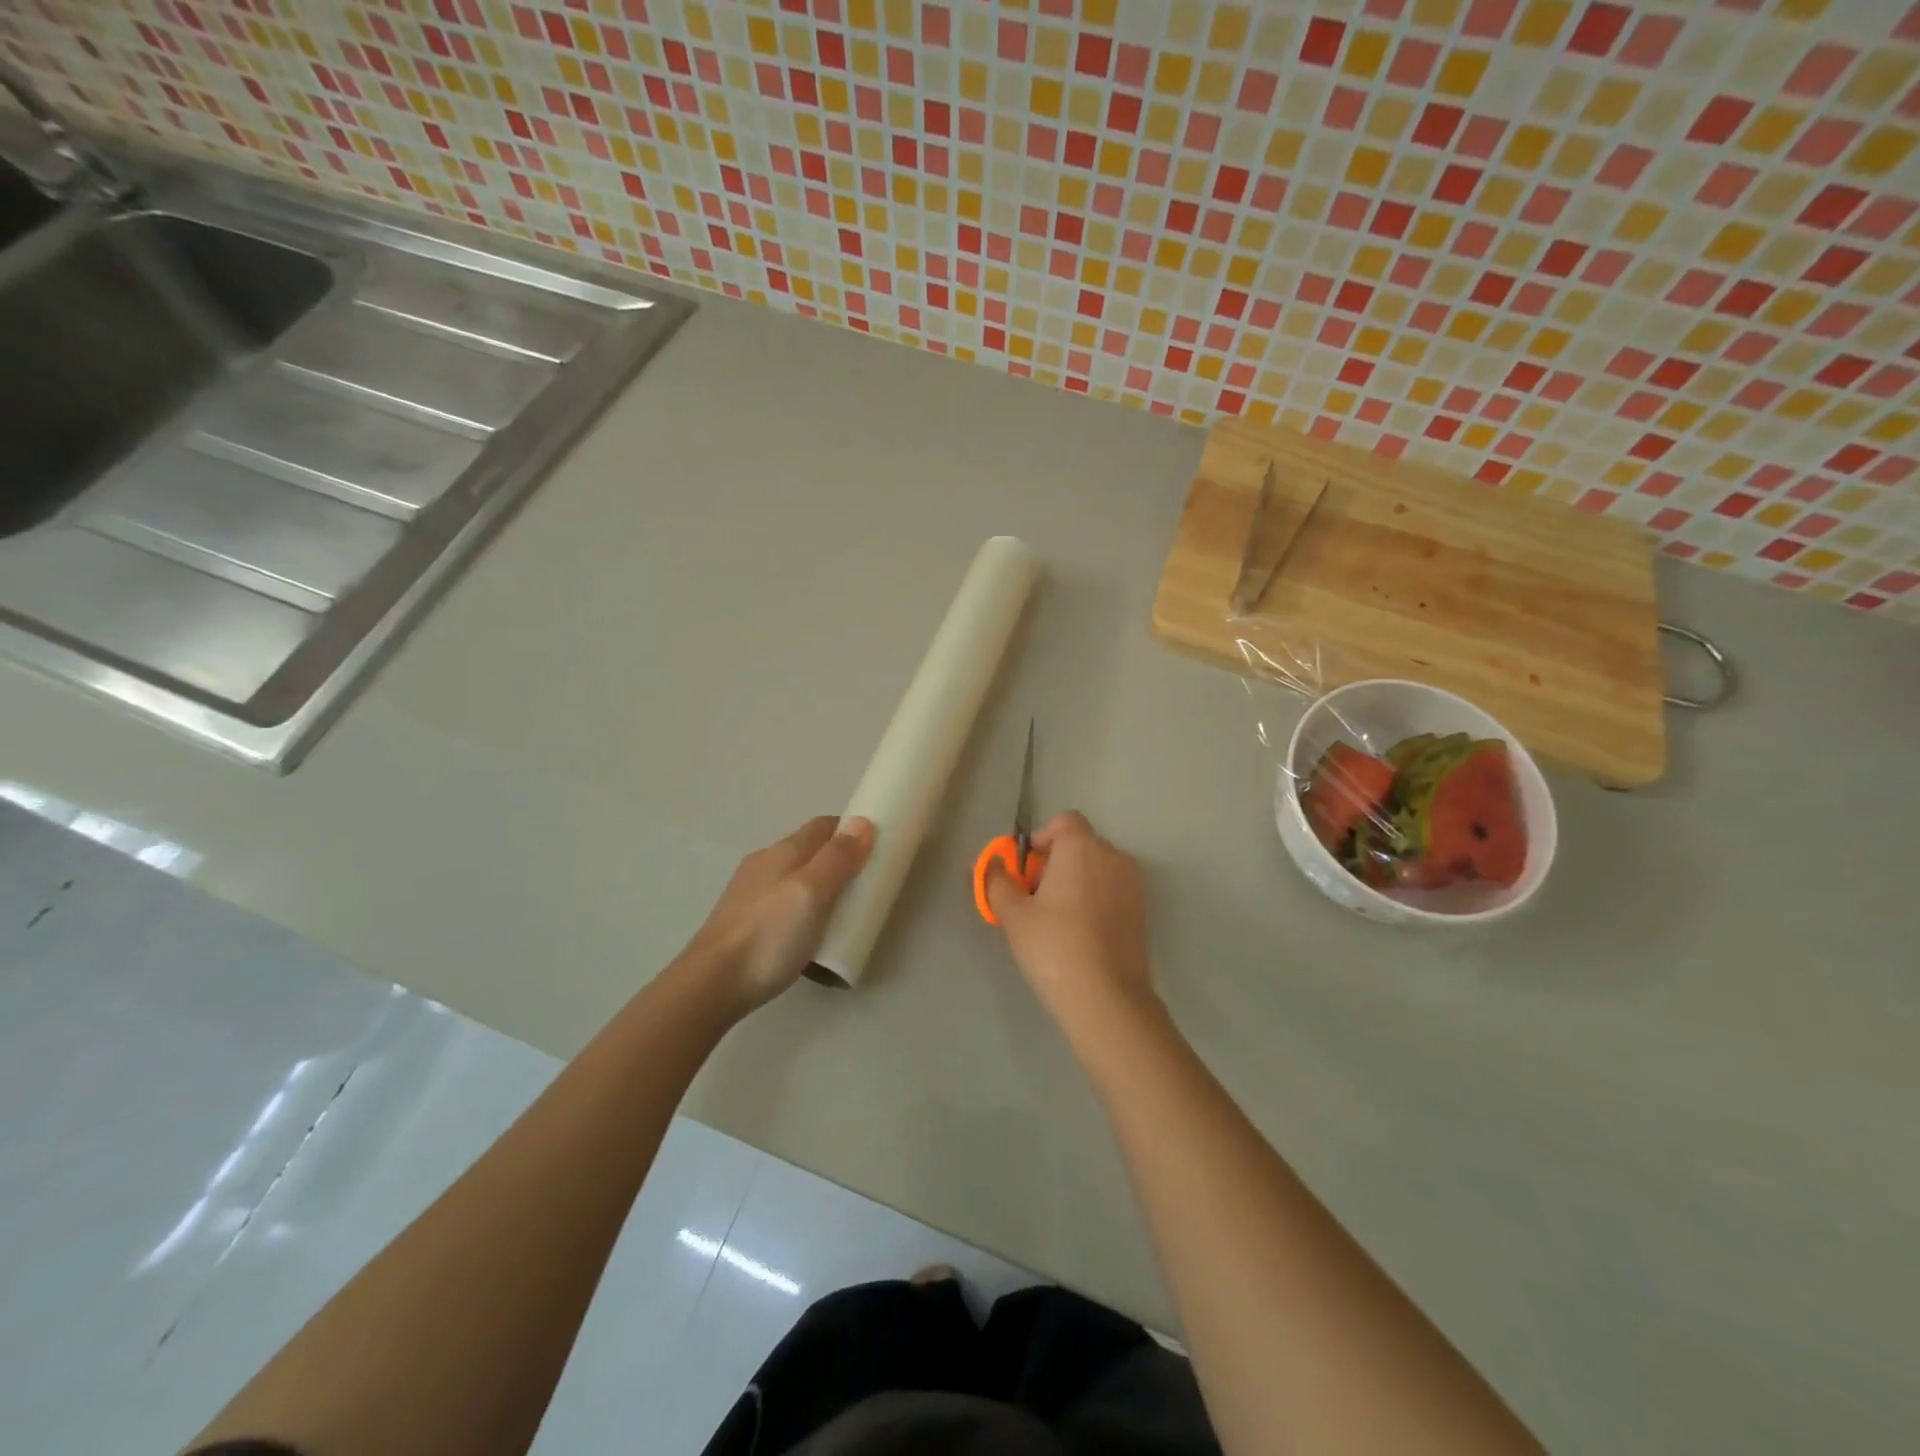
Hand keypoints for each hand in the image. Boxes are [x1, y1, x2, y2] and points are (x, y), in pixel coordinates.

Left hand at [683, 816, 875, 1016]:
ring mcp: (750, 892)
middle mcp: (765, 863)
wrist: (712, 983)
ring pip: (795, 877)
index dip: (851, 831)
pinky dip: (802, 907)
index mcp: (784, 851)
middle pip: (809, 850)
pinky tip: (808, 932)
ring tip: (841, 913)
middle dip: (838, 860)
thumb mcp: (812, 893)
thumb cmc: (770, 934)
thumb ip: (837, 858)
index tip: (876, 849)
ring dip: (820, 886)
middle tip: (865, 886)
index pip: (823, 826)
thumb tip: (862, 822)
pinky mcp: (743, 920)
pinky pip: (782, 902)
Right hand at [986, 811, 1153, 1021]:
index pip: (1064, 821)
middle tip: (1033, 898)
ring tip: (1055, 919)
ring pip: (1097, 868)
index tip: (1025, 870)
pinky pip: (1111, 890)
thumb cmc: (1054, 946)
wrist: (1107, 999)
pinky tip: (1079, 933)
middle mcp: (1113, 856)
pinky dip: (1094, 899)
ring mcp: (1133, 884)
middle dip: (1055, 862)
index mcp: (1082, 847)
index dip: (1041, 839)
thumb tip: (986, 863)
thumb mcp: (1014, 914)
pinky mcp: (1142, 911)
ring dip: (1075, 880)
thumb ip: (996, 881)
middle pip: (1080, 844)